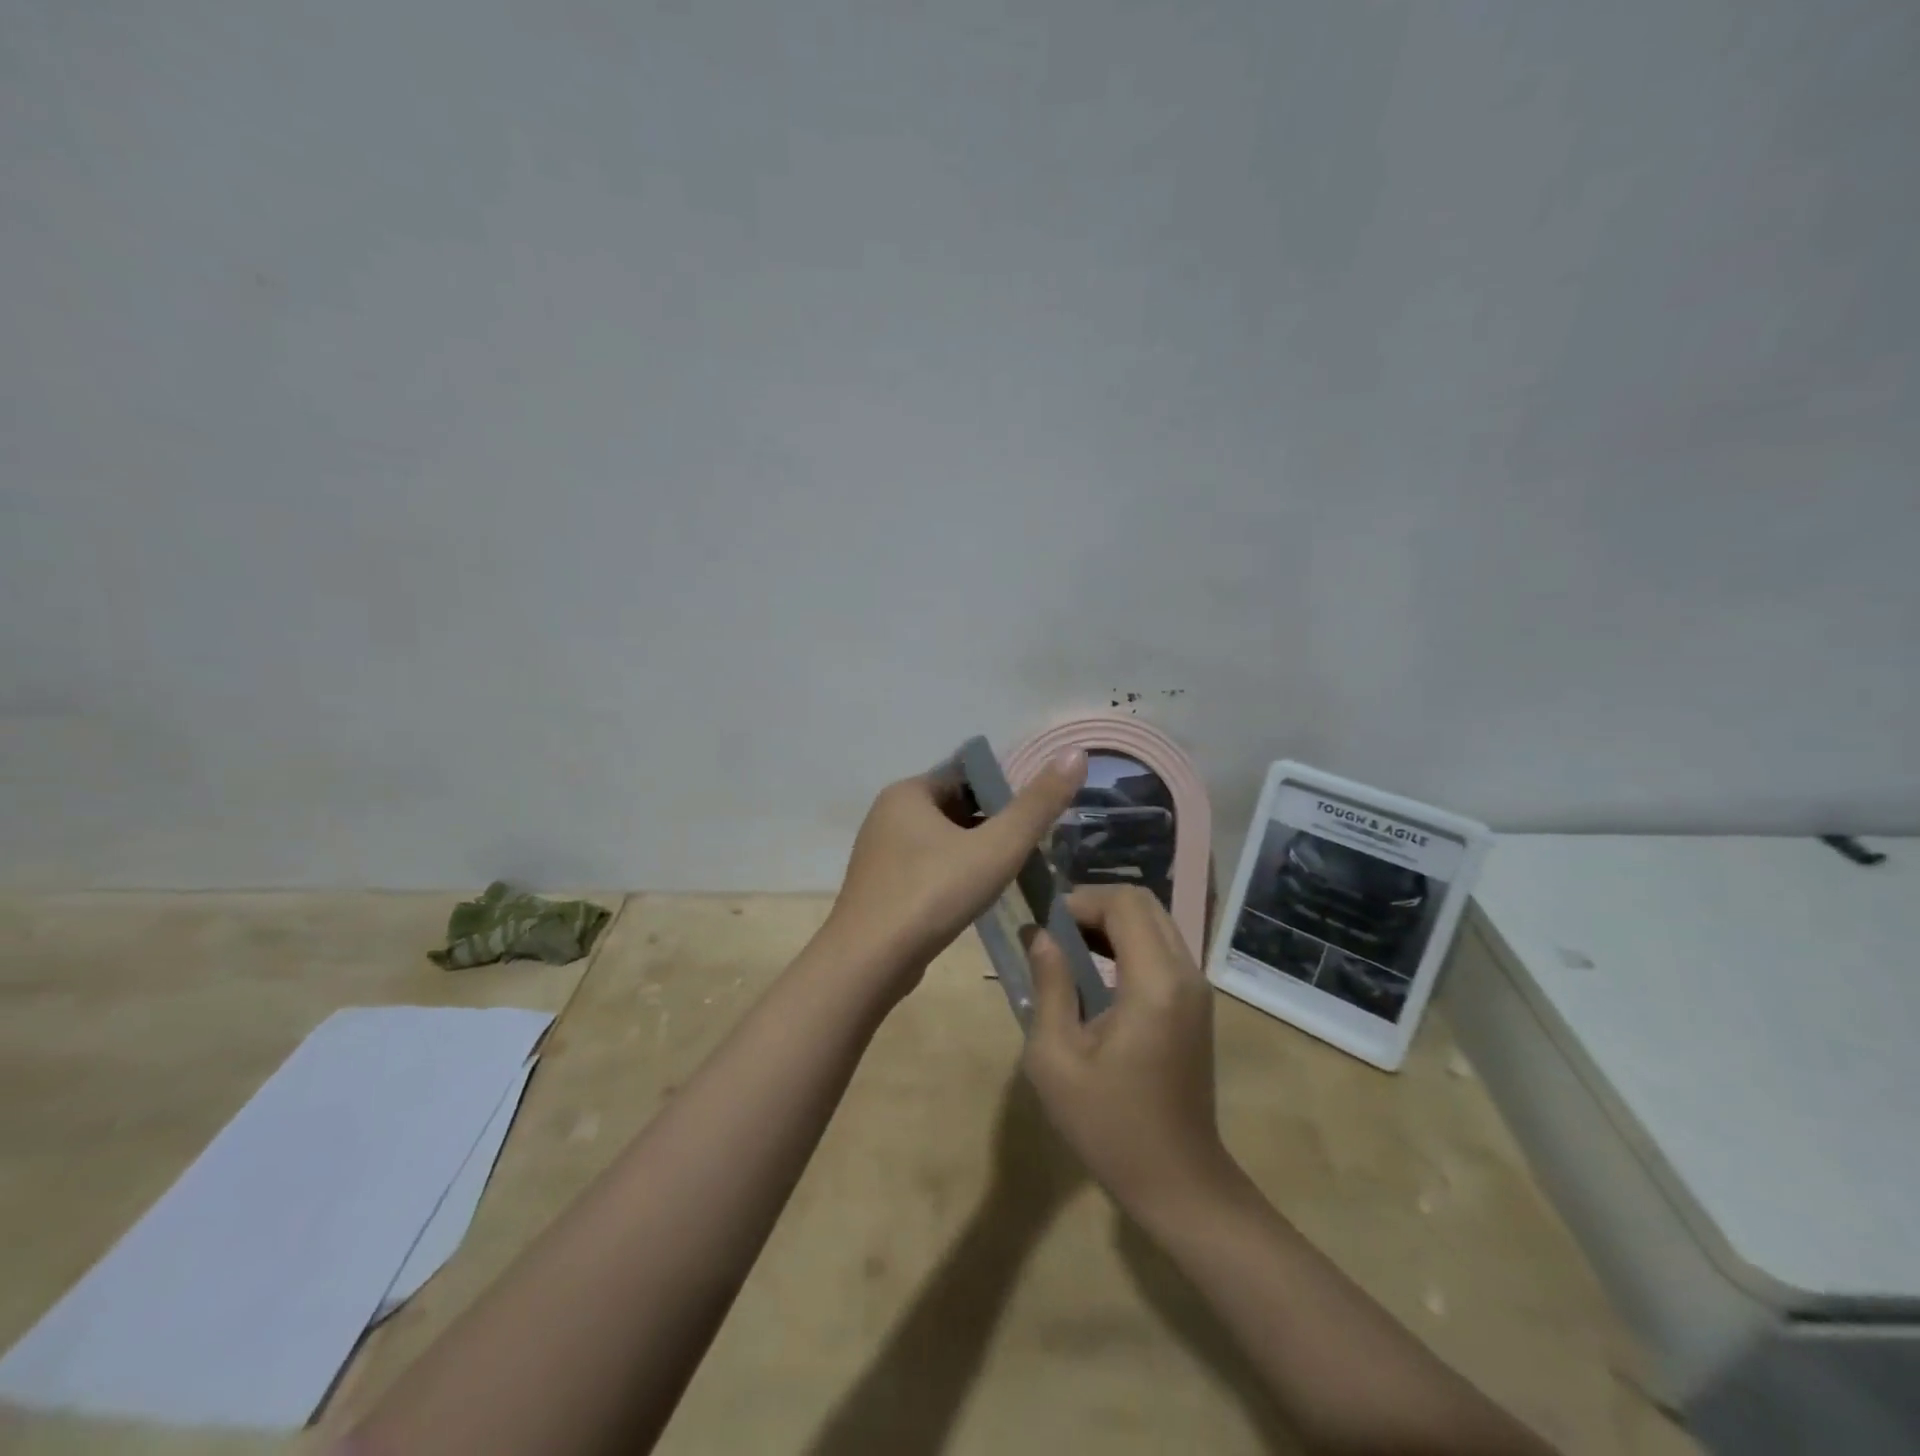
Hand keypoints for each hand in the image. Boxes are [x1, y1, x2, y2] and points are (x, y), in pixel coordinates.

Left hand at [820, 747, 1086, 996]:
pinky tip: (978, 897)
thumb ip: (1038, 805)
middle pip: (956, 808)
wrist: (869, 964)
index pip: (967, 775)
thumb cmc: (933, 894)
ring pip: (943, 841)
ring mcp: (881, 853)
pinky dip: (955, 875)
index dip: (1006, 790)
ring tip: (1014, 872)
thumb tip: (1075, 753)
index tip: (1038, 815)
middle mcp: (888, 814)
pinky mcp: (882, 887)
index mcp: (908, 792)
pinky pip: (928, 868)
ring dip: (976, 852)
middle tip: (1034, 848)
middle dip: (994, 825)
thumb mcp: (996, 848)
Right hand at [1021, 886, 1241, 1223]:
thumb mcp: (1057, 1059)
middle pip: (1144, 903)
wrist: (1178, 1182)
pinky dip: (1128, 943)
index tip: (1045, 926)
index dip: (1081, 901)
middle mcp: (1185, 973)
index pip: (1124, 904)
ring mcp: (1197, 988)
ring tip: (1068, 951)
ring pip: (1155, 922)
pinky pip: (1162, 948)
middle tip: (1054, 934)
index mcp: (1155, 983)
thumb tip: (1040, 934)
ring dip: (1111, 923)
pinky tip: (1095, 973)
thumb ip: (1049, 985)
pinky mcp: (1196, 1004)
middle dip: (1095, 906)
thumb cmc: (1109, 1126)